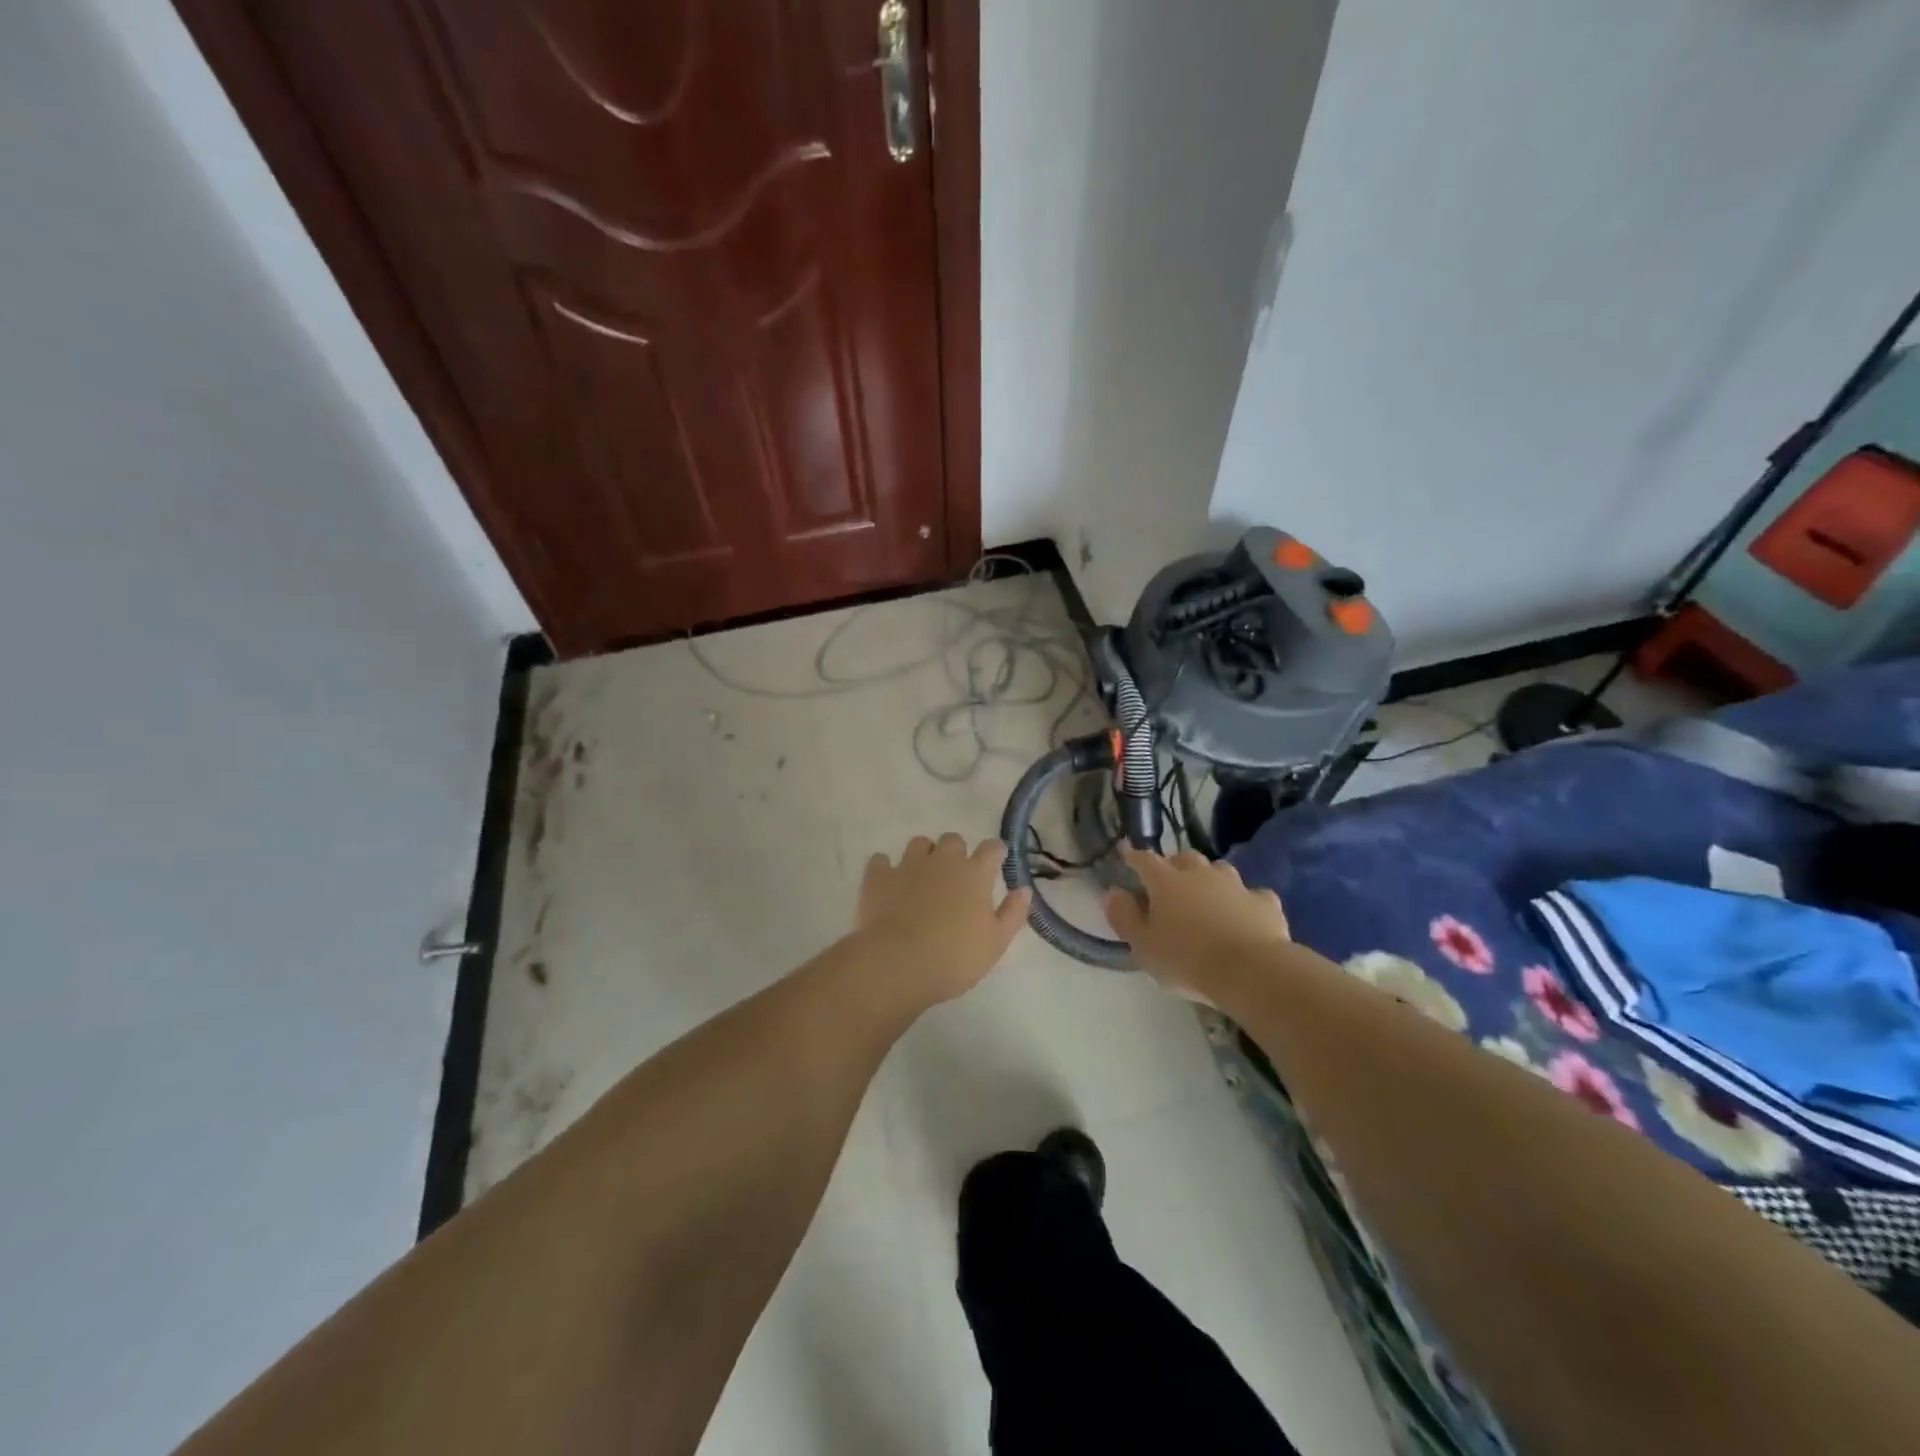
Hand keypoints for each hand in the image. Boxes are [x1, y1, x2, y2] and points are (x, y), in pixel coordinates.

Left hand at [855, 834, 1030, 1005]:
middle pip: (953, 839)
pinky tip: (887, 882)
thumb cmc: (954, 957)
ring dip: (924, 855)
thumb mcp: (996, 943)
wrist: (898, 963)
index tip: (996, 860)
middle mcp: (942, 861)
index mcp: (974, 874)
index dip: (995, 852)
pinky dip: (885, 868)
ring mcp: (908, 865)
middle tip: (955, 876)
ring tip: (922, 876)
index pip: (991, 848)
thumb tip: (1024, 889)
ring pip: (919, 843)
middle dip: (956, 852)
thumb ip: (1013, 913)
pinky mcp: (878, 877)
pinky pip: (881, 860)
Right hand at [1102, 847, 1290, 995]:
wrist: (1251, 971)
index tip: (1127, 854)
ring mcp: (1235, 885)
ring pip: (1219, 870)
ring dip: (1210, 878)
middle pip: (1184, 858)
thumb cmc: (1186, 960)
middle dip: (1174, 865)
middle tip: (1169, 882)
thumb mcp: (1143, 946)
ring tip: (1206, 896)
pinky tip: (1244, 915)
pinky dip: (1244, 902)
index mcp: (1165, 882)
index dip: (1134, 856)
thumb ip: (1124, 917)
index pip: (1144, 860)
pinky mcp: (1265, 902)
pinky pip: (1252, 895)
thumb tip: (1113, 893)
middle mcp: (1200, 874)